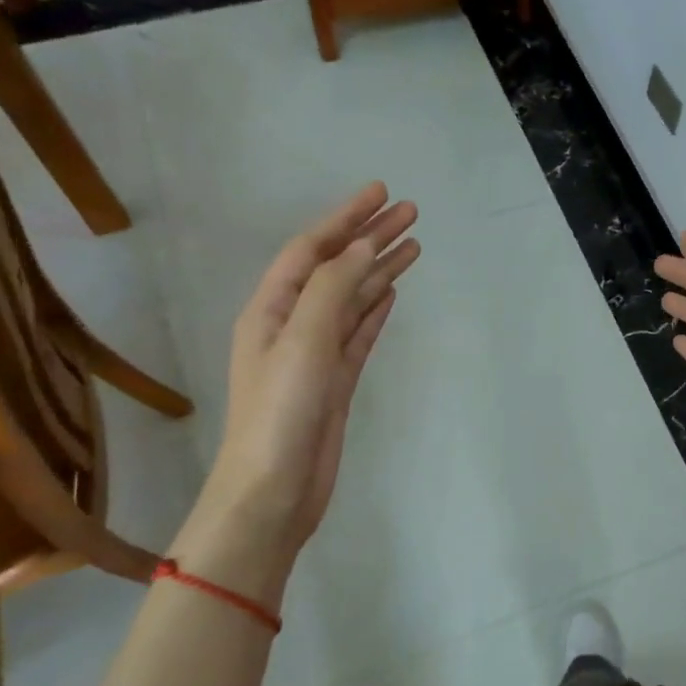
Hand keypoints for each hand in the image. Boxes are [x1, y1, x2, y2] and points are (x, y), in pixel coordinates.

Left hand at [179, 183, 419, 588]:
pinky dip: (376, 310)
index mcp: (271, 309)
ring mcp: (315, 355)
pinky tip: (393, 293)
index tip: (381, 193)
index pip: (311, 249)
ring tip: (414, 246)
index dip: (345, 218)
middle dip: (370, 238)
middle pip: (336, 269)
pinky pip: (359, 333)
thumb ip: (332, 288)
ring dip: (380, 271)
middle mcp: (291, 324)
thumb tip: (362, 247)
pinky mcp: (335, 382)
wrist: (273, 491)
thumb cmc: (280, 413)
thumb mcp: (302, 341)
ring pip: (353, 300)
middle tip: (411, 213)